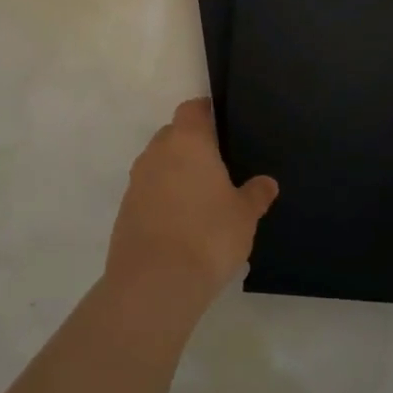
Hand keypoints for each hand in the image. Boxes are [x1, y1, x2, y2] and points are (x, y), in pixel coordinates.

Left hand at [106, 98, 278, 316]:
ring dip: (174, 174)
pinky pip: (147, 193)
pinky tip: (180, 225)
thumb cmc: (208, 236)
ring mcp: (136, 182)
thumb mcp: (244, 215)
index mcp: (188, 142)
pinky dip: (162, 200)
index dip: (205, 111)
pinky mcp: (125, 211)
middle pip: (173, 135)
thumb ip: (256, 194)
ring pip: (158, 165)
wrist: (155, 283)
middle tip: (216, 165)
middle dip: (191, 145)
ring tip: (200, 199)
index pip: (192, 109)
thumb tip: (267, 183)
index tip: (220, 121)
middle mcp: (157, 153)